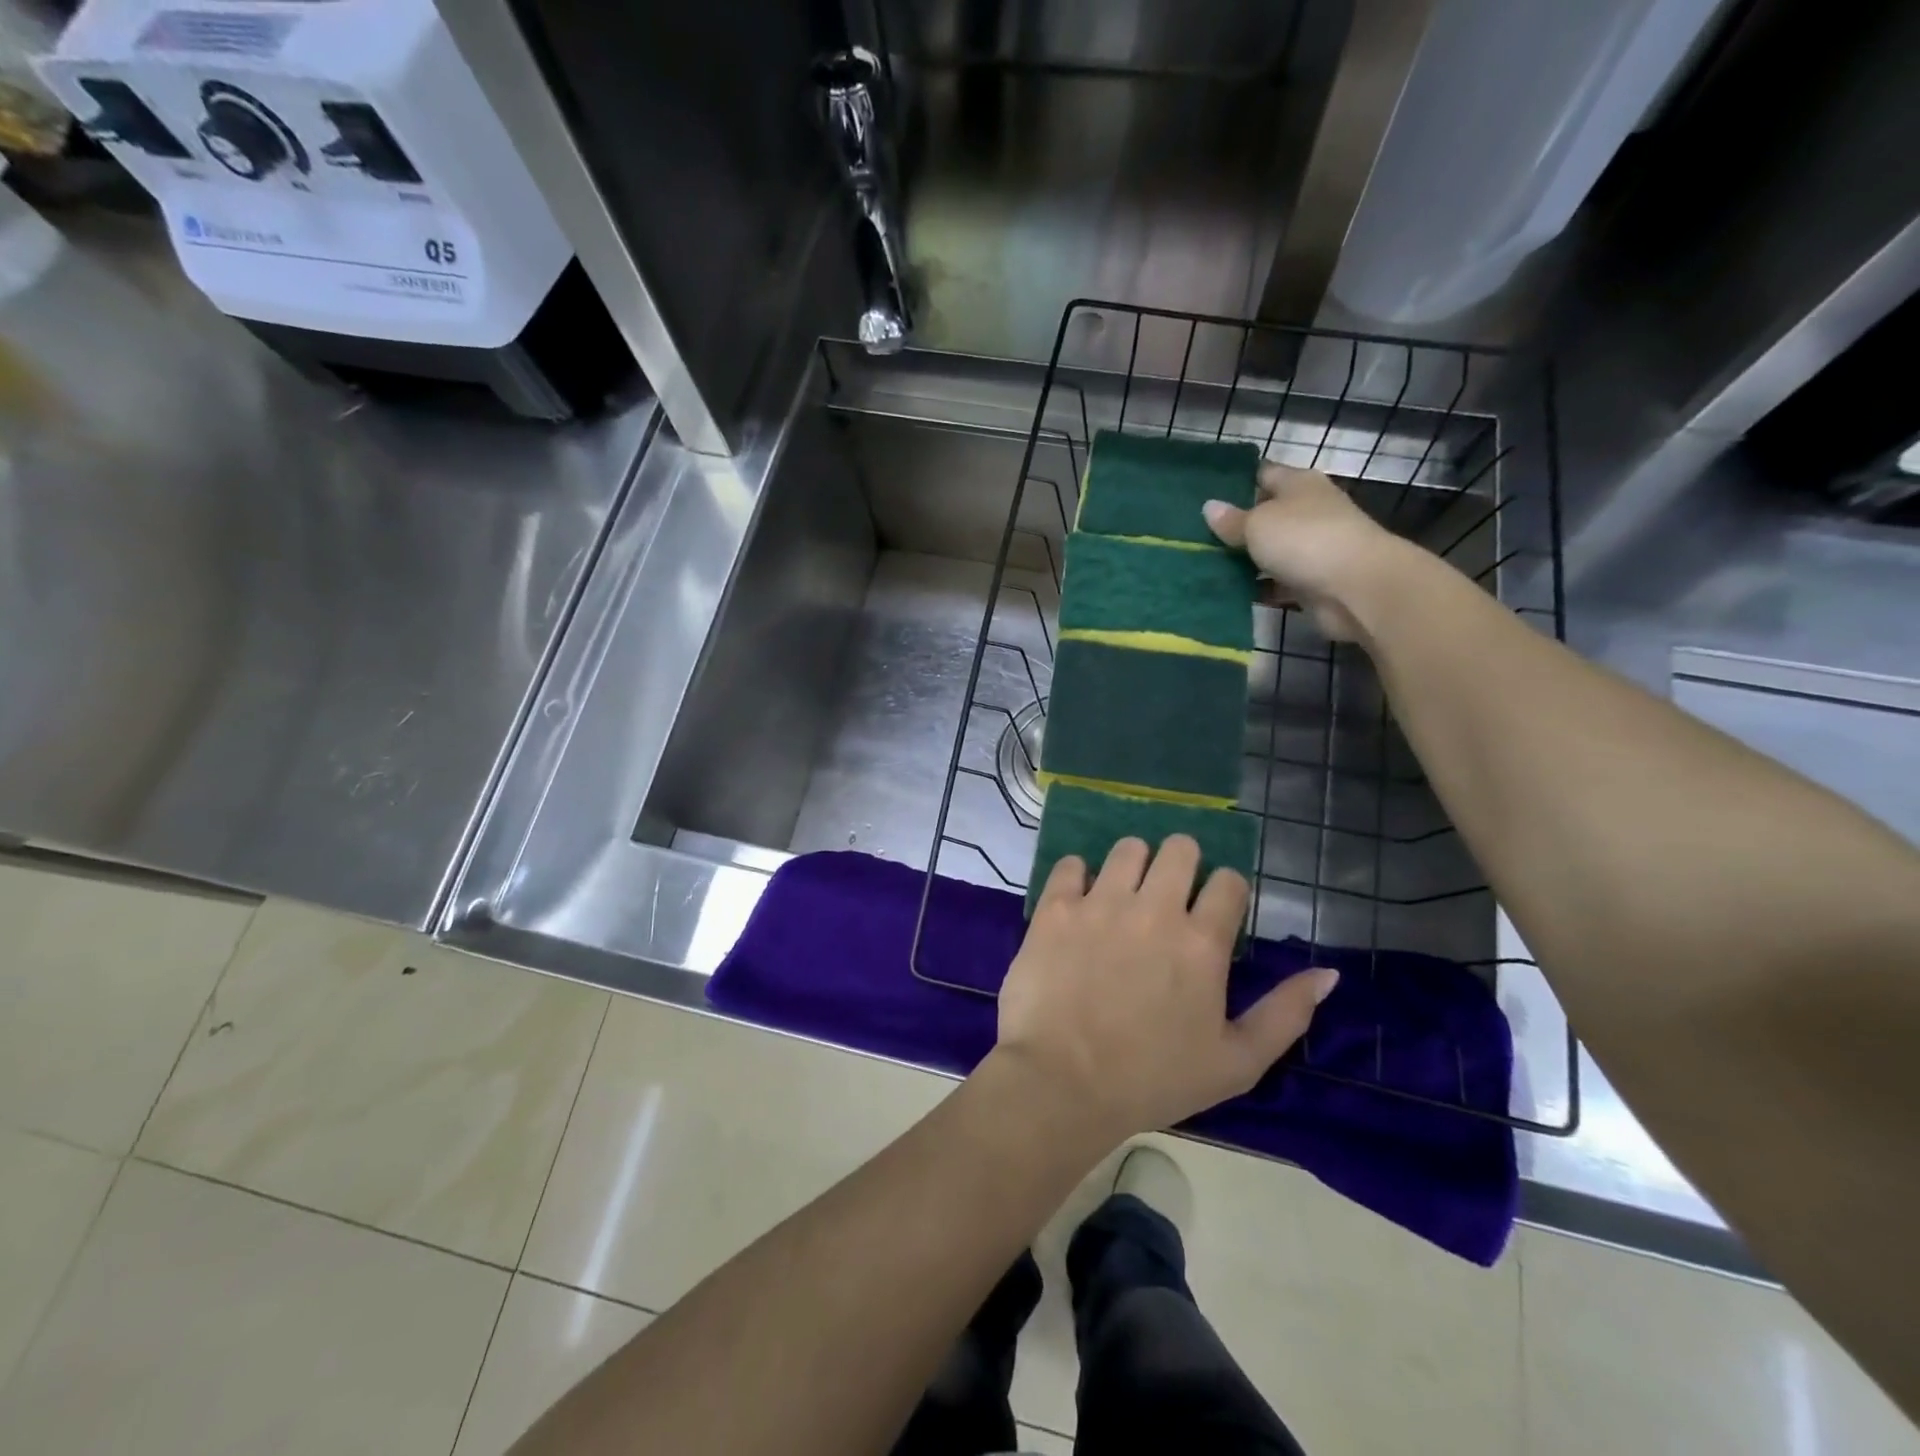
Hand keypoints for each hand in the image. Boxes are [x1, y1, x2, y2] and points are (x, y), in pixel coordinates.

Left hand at [994, 835, 1338, 1143]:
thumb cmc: (1153, 1080)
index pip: (1229, 882)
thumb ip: (1286, 1014)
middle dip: (1183, 863)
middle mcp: (1155, 909)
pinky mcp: (1056, 908)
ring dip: (1134, 863)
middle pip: (1180, 848)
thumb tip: (1329, 974)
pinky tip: (1081, 899)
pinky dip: (1079, 875)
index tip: (1214, 911)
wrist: (1063, 1084)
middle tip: (1170, 892)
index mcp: (1202, 943)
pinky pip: (1071, 864)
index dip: (1227, 892)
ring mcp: (1101, 904)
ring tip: (1127, 892)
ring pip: (1128, 848)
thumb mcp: (1237, 1063)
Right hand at [1203, 463, 1405, 641]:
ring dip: (1242, 559)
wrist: (1356, 587)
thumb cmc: (1305, 539)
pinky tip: (1225, 591)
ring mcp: (1311, 548)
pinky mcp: (1310, 582)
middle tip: (1193, 535)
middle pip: (1265, 514)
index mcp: (1298, 484)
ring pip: (1268, 550)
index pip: (1263, 474)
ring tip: (1201, 564)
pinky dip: (1255, 586)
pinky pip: (1274, 582)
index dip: (1235, 482)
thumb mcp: (1258, 523)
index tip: (1202, 493)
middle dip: (1234, 525)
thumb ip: (1232, 520)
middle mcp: (1307, 511)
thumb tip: (1209, 507)